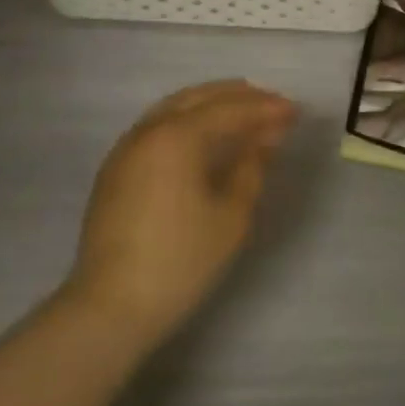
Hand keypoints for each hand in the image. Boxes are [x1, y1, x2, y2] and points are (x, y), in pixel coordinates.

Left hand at [64, 80, 296, 350]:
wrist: (110, 309)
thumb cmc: (180, 261)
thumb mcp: (231, 216)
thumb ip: (252, 167)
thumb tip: (265, 138)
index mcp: (177, 137)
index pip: (230, 109)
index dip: (265, 108)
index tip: (295, 111)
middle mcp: (149, 131)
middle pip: (199, 97)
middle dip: (238, 97)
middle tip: (272, 104)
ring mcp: (126, 149)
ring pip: (174, 107)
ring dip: (211, 104)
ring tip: (242, 112)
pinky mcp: (115, 170)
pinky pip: (158, 126)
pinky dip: (187, 119)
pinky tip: (204, 135)